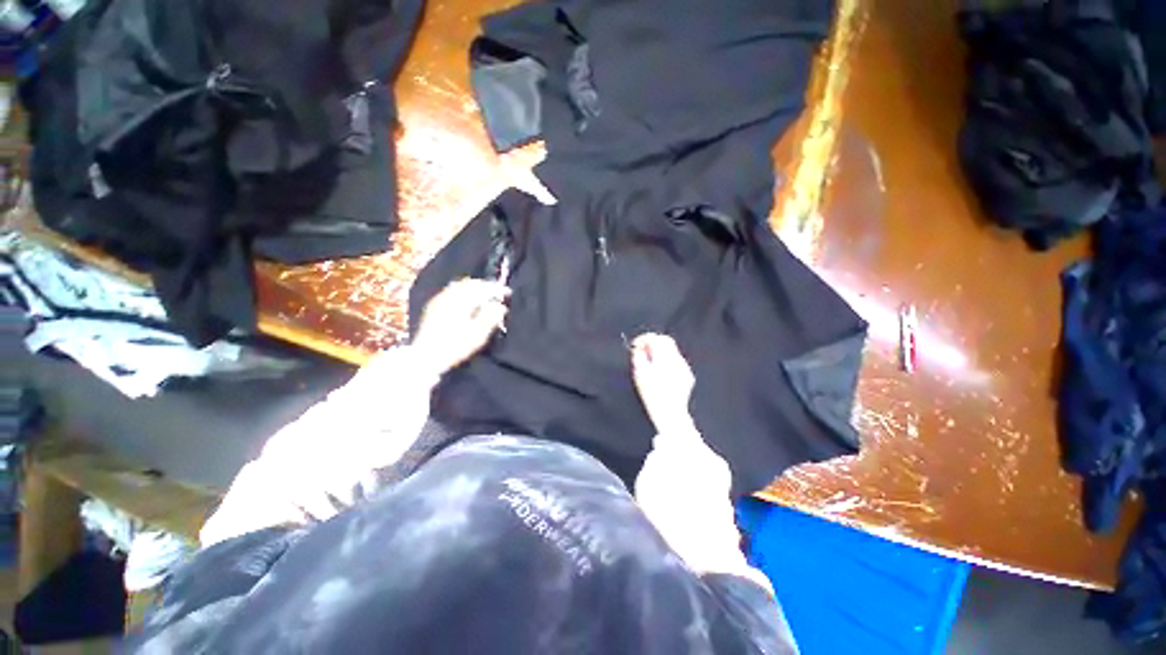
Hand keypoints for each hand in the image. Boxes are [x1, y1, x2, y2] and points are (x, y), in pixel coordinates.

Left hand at [413, 278, 509, 374]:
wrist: (425, 357)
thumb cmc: (455, 346)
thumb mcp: (477, 335)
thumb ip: (490, 318)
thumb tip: (501, 307)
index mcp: (460, 301)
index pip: (482, 289)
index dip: (496, 289)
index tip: (507, 292)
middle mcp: (449, 296)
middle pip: (470, 284)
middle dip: (485, 286)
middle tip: (497, 293)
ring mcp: (439, 300)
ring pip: (460, 286)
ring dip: (474, 288)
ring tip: (484, 295)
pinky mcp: (433, 306)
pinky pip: (451, 291)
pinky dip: (463, 291)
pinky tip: (467, 300)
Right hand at [632, 333, 696, 435]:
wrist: (670, 413)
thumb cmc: (652, 394)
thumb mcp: (639, 374)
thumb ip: (639, 356)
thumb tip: (639, 348)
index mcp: (664, 357)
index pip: (656, 338)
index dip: (645, 338)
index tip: (637, 344)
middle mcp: (676, 359)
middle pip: (666, 341)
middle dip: (654, 342)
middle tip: (643, 350)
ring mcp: (684, 367)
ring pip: (672, 352)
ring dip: (661, 352)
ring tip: (650, 363)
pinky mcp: (688, 375)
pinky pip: (677, 363)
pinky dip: (668, 362)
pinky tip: (662, 373)